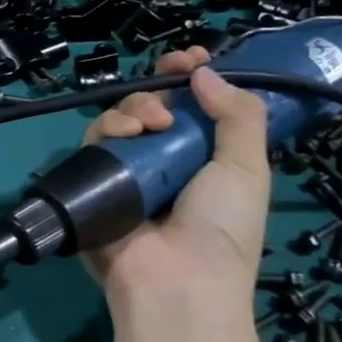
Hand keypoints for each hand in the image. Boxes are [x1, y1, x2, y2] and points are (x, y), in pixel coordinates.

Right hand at [79, 45, 271, 307]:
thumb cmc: (222, 228)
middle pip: (154, 107)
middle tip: (171, 80)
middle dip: (161, 86)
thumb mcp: (247, 168)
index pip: (195, 109)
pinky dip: (108, 129)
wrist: (176, 282)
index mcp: (206, 160)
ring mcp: (129, 173)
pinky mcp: (96, 183)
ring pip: (122, 119)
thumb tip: (204, 72)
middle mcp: (166, 162)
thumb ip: (237, 115)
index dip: (193, 80)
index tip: (192, 59)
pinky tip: (127, 133)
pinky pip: (95, 144)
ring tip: (149, 124)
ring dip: (136, 107)